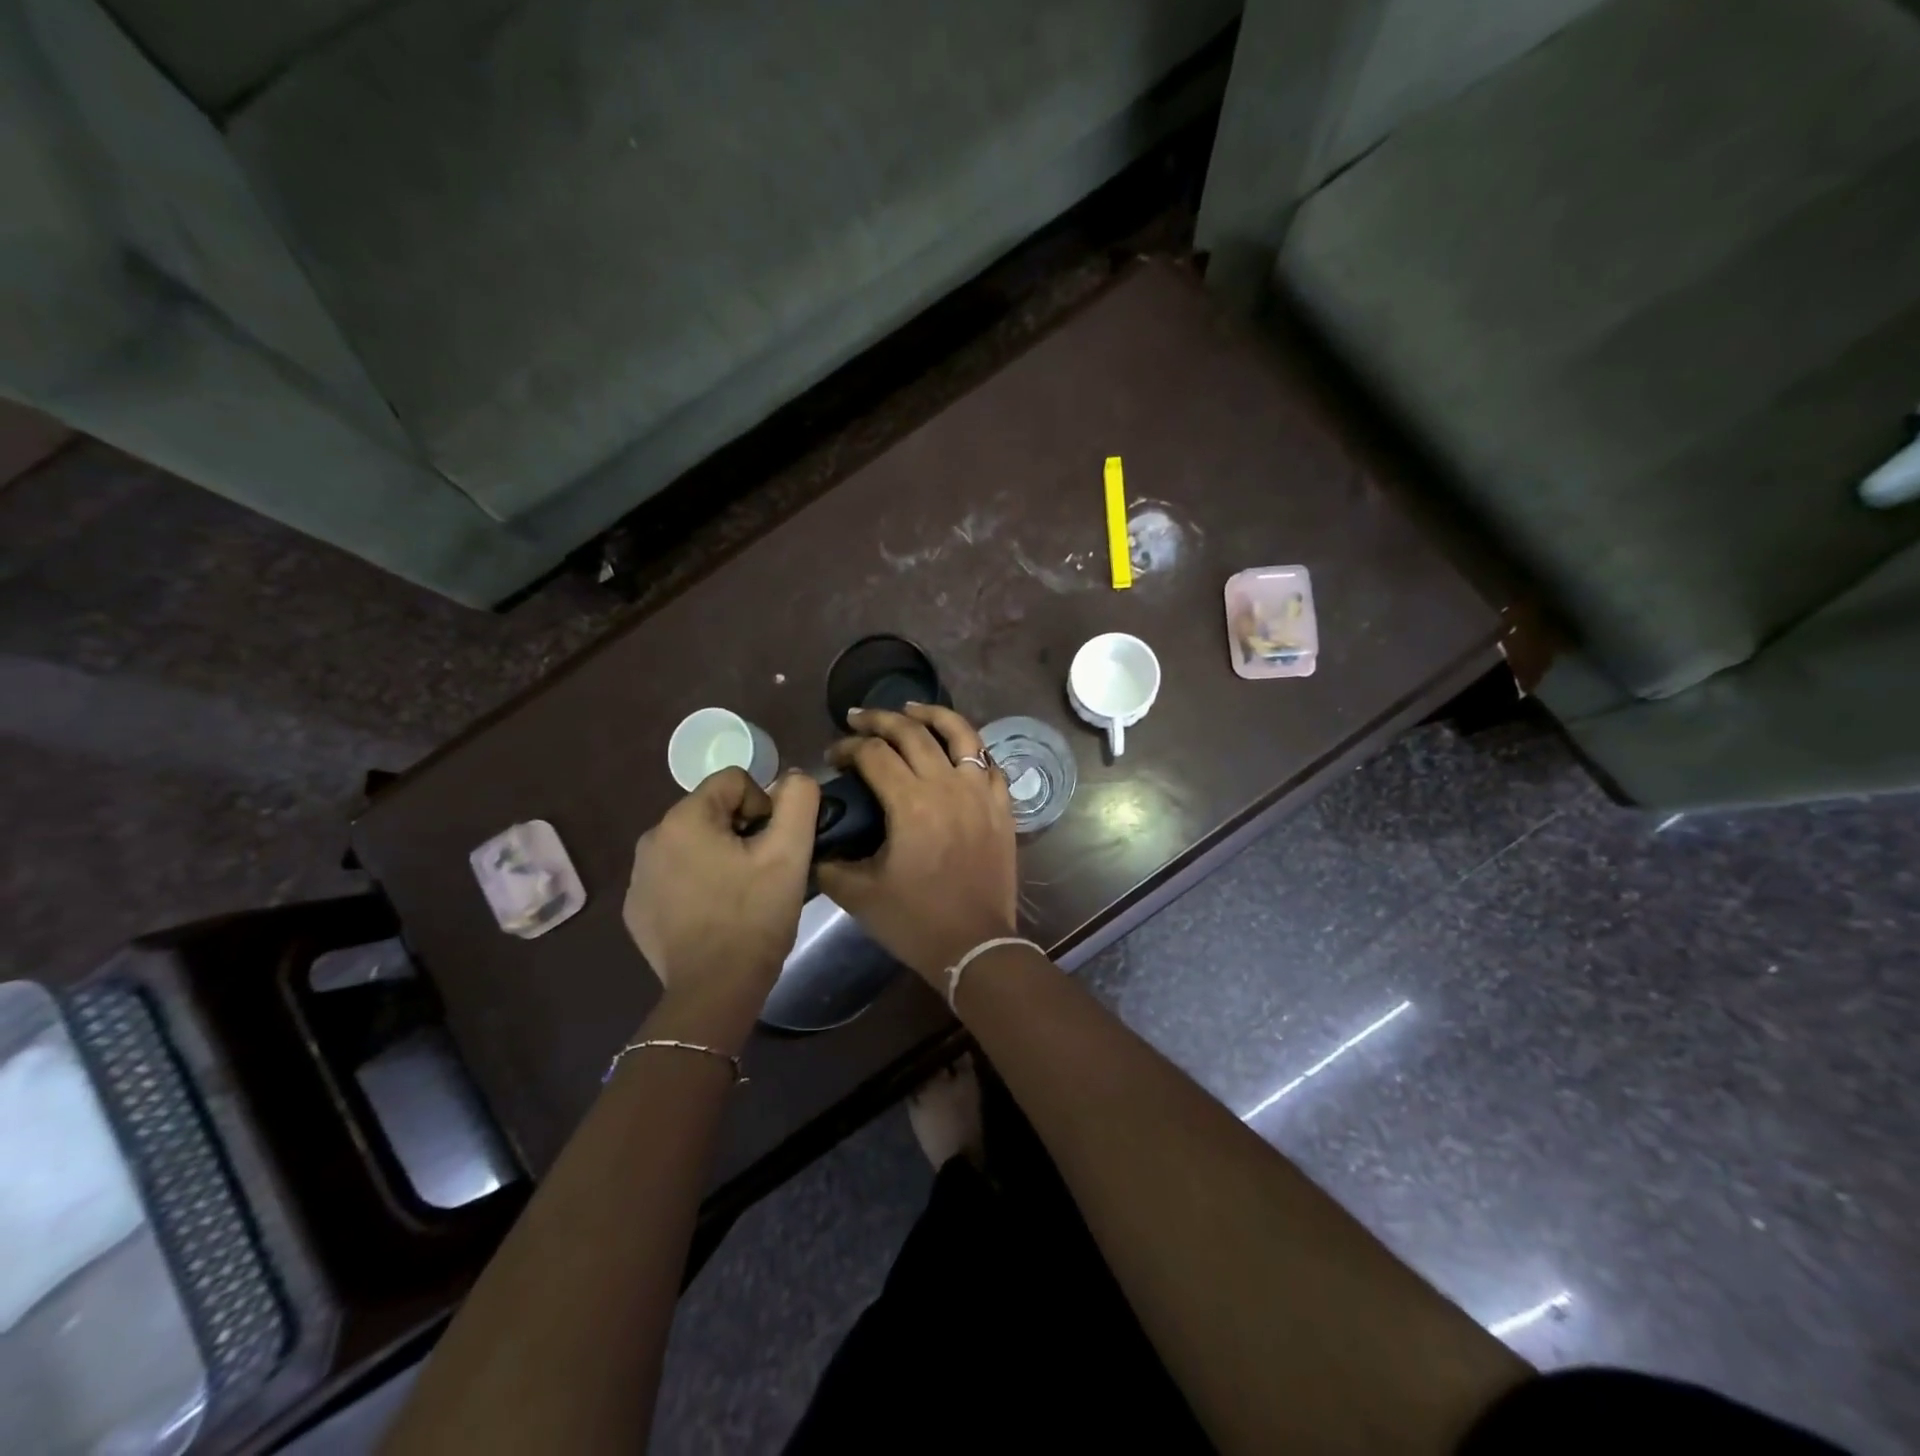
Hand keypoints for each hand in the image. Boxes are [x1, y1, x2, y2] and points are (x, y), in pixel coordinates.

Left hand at [623, 767, 819, 1041]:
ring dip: (719, 858)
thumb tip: (792, 778)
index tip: (774, 847)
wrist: (714, 992)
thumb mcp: (790, 852)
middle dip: (742, 833)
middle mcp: (651, 839)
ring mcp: (639, 877)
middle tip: (762, 872)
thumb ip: (799, 799)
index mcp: (684, 819)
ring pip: (694, 845)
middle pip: (712, 812)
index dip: (765, 807)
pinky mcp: (638, 909)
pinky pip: (675, 877)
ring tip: (741, 895)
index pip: (735, 781)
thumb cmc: (754, 917)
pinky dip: (697, 885)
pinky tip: (715, 915)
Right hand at [816, 704, 1018, 982]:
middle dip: (880, 719)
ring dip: (932, 714)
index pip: (875, 754)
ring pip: (961, 733)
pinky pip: (988, 762)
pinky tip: (956, 748)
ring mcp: (981, 793)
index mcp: (911, 803)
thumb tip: (817, 843)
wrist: (975, 946)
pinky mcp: (1002, 807)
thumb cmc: (916, 921)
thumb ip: (830, 864)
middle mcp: (948, 786)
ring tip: (911, 708)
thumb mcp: (860, 895)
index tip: (834, 755)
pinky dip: (970, 747)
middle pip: (913, 732)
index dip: (849, 747)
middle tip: (858, 718)